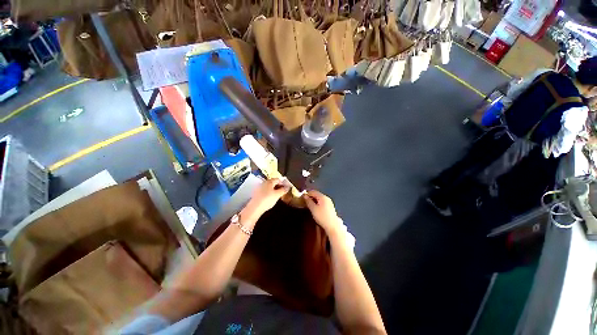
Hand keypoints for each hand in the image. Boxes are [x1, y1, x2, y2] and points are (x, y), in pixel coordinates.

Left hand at [241, 178, 288, 222]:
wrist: (255, 208)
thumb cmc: (267, 199)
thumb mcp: (277, 195)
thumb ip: (283, 190)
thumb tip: (288, 187)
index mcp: (269, 181)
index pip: (278, 179)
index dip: (283, 182)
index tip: (287, 187)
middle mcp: (264, 183)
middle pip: (273, 182)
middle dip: (279, 186)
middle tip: (283, 190)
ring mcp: (259, 187)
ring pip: (269, 187)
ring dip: (274, 189)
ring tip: (278, 194)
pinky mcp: (257, 193)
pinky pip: (265, 191)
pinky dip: (269, 192)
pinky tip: (271, 197)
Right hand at [303, 190, 342, 235]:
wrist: (333, 226)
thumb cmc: (322, 217)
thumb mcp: (313, 209)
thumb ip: (308, 201)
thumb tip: (305, 195)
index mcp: (322, 197)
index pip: (313, 191)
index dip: (307, 193)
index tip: (301, 198)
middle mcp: (326, 198)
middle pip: (317, 194)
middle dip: (310, 197)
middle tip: (304, 201)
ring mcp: (329, 202)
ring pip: (319, 198)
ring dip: (314, 200)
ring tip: (309, 205)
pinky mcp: (330, 207)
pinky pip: (322, 202)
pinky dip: (317, 203)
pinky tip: (315, 208)